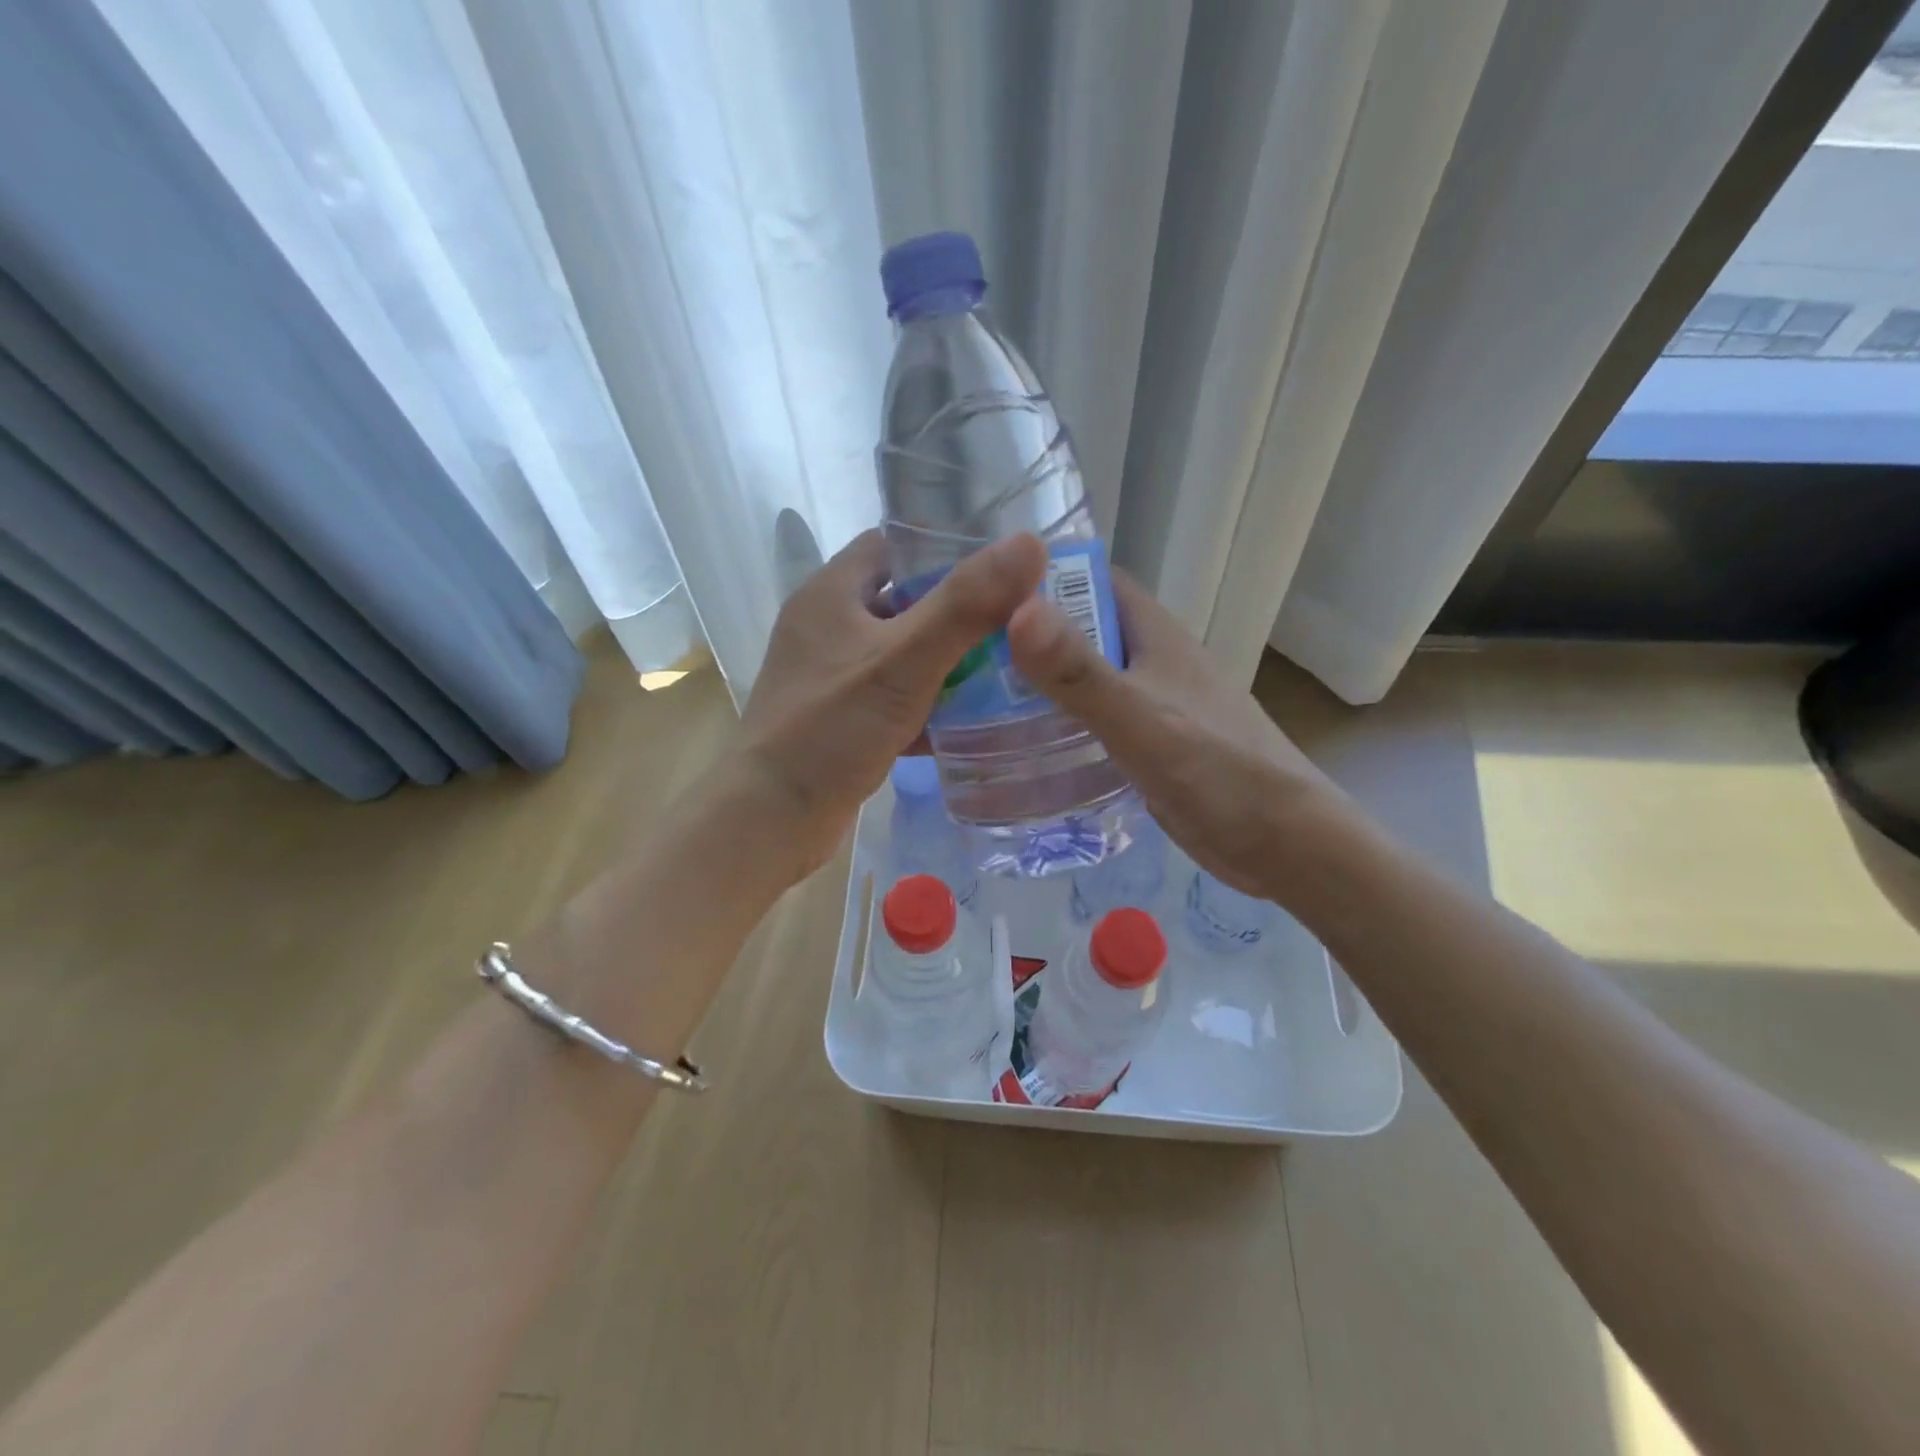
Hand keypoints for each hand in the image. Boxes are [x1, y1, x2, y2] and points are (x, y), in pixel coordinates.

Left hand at [734, 528, 1046, 880]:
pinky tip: (972, 722)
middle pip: (903, 601)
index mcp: (831, 593)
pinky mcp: (840, 718)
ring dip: (947, 662)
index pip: (893, 544)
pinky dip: (928, 704)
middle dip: (958, 612)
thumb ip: (965, 606)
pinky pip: (894, 697)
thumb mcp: (903, 662)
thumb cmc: (831, 730)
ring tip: (1009, 670)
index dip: (945, 548)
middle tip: (1017, 623)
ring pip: (902, 654)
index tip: (1000, 567)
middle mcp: (827, 626)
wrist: (771, 819)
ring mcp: (831, 675)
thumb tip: (1028, 544)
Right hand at [1006, 571, 1334, 898]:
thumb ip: (1077, 672)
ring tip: (974, 699)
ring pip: (1083, 678)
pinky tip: (1021, 745)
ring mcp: (1150, 703)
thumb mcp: (1139, 717)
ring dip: (1039, 683)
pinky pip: (1092, 721)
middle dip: (1026, 636)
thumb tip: (1014, 608)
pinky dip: (1059, 724)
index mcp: (1153, 633)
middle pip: (1079, 630)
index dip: (1039, 578)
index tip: (979, 592)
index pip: (1090, 580)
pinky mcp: (1147, 745)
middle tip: (961, 655)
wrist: (1282, 842)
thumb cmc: (1215, 769)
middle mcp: (1150, 659)